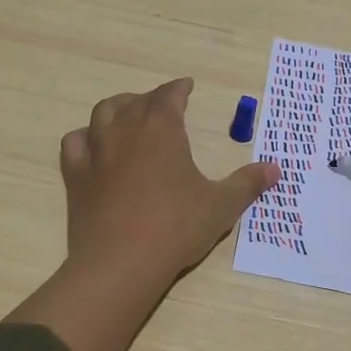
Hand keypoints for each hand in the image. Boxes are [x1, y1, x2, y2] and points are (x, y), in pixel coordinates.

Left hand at [61, 77, 277, 284]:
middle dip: (151, 99)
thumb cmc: (176, 227)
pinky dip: (85, 137)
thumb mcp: (221, 205)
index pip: (169, 95)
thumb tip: (276, 169)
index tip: (186, 86)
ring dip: (118, 108)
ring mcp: (96, 151)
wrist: (120, 263)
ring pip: (103, 113)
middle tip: (163, 106)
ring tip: (128, 115)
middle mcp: (125, 130)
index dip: (179, 88)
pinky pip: (75, 142)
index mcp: (161, 128)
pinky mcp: (75, 175)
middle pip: (136, 101)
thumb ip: (247, 183)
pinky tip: (92, 146)